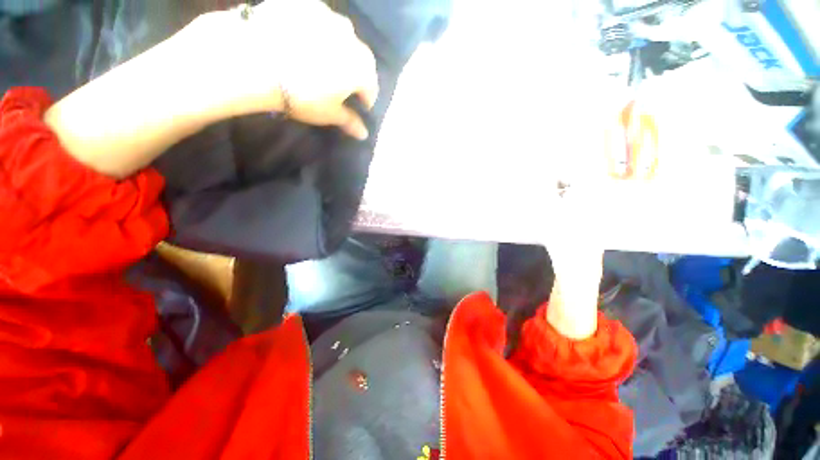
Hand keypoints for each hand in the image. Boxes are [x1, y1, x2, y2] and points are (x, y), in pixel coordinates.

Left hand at [191, 0, 378, 139]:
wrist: (255, 59)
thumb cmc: (301, 94)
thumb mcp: (328, 114)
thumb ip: (349, 122)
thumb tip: (364, 134)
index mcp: (361, 68)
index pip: (371, 88)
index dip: (365, 100)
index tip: (358, 106)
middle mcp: (351, 38)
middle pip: (360, 59)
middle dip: (354, 73)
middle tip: (340, 84)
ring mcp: (328, 15)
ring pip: (341, 37)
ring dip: (337, 49)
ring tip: (320, 60)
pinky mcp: (304, 2)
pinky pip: (318, 20)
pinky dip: (315, 31)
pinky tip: (301, 41)